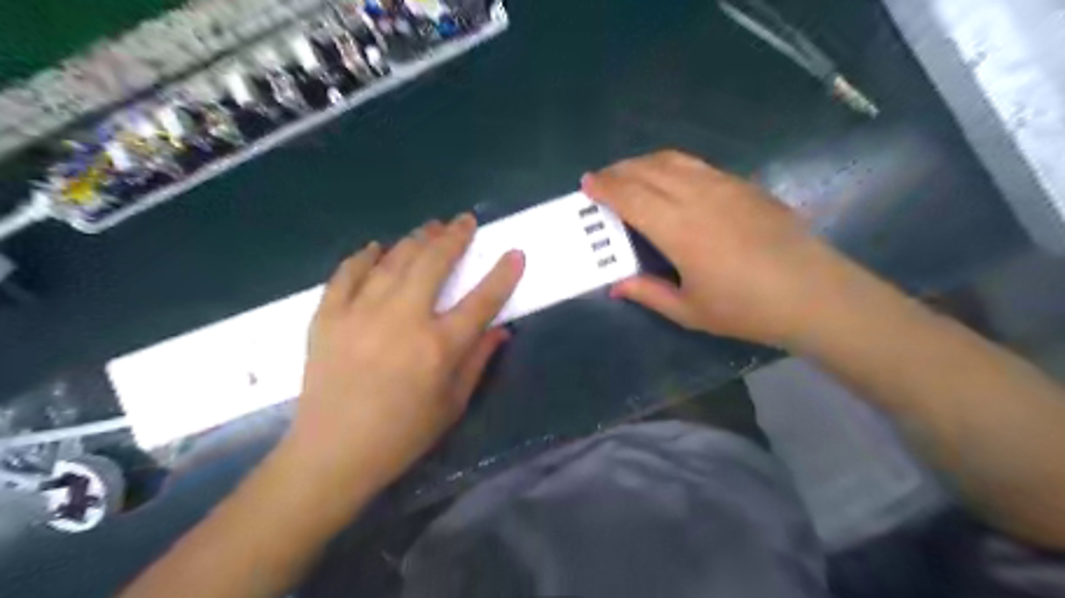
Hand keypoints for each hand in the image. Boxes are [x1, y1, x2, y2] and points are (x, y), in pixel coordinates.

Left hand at [284, 216, 522, 500]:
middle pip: (433, 264)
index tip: (514, 252)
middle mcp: (402, 320)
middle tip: (463, 221)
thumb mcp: (453, 404)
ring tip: (429, 228)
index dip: (502, 274)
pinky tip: (377, 248)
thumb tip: (499, 329)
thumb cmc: (402, 435)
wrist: (332, 453)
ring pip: (393, 261)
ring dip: (415, 240)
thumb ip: (477, 361)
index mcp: (438, 347)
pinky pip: (347, 273)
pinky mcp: (328, 317)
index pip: (481, 300)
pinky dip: (365, 256)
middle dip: (453, 237)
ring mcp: (360, 314)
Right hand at [582, 149, 839, 344]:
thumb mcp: (689, 311)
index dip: (606, 188)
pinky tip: (670, 179)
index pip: (631, 197)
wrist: (812, 293)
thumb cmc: (746, 309)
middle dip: (619, 171)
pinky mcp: (744, 185)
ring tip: (629, 173)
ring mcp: (724, 186)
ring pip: (673, 161)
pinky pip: (698, 165)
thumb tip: (616, 286)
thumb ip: (648, 293)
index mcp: (679, 230)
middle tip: (601, 179)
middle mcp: (697, 197)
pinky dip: (672, 165)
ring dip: (644, 163)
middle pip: (648, 171)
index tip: (587, 184)